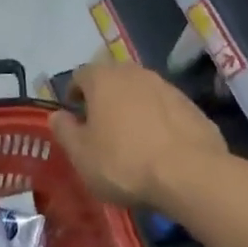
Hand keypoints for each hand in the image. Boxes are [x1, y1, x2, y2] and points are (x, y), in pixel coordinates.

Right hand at [51, 62, 227, 209]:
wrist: (191, 174)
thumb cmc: (125, 162)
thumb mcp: (81, 155)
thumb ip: (64, 131)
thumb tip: (56, 116)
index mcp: (102, 78)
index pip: (80, 76)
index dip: (74, 95)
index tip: (74, 116)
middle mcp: (133, 72)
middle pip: (112, 80)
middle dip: (104, 98)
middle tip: (101, 127)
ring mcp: (166, 86)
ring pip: (140, 92)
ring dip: (132, 108)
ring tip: (132, 138)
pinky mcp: (190, 105)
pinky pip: (165, 109)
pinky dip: (158, 120)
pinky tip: (159, 147)